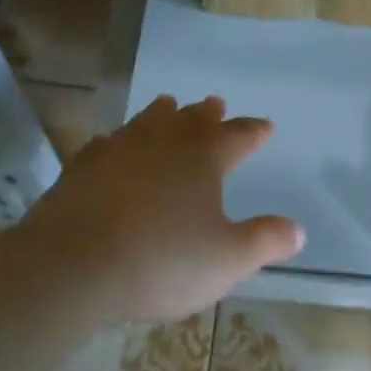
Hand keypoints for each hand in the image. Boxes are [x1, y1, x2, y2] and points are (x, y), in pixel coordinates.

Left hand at [19, 95, 303, 323]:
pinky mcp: (79, 172)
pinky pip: (104, 146)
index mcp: (202, 162)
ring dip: (161, 115)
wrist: (73, 267)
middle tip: (215, 103)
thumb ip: (265, 241)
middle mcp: (161, 147)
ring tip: (168, 104)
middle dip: (207, 115)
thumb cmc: (163, 262)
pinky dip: (117, 141)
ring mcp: (116, 155)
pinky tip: (111, 144)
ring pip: (145, 124)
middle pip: (189, 122)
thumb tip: (297, 230)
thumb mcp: (229, 259)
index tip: (266, 126)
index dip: (253, 131)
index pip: (237, 138)